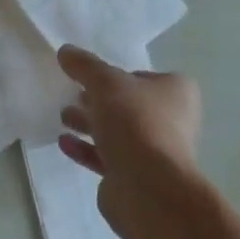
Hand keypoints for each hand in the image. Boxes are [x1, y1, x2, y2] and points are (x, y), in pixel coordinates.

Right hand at [57, 45, 202, 236]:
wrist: (148, 187)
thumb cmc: (135, 122)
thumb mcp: (105, 83)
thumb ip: (85, 66)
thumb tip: (65, 51)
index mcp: (176, 92)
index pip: (142, 77)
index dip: (116, 76)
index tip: (90, 78)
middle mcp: (172, 120)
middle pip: (128, 105)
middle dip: (98, 101)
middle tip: (72, 96)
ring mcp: (155, 152)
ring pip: (117, 132)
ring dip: (90, 124)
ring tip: (63, 117)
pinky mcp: (137, 177)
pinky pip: (108, 157)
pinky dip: (87, 149)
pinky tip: (64, 143)